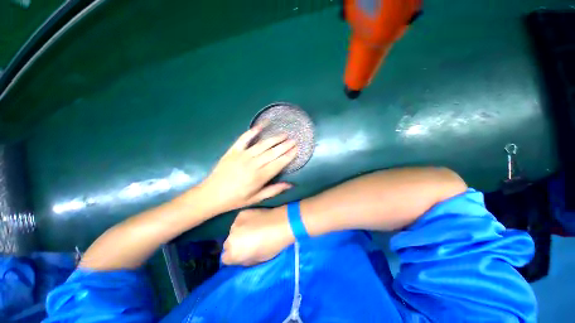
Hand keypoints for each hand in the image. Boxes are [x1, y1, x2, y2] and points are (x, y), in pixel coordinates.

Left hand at [199, 126, 296, 212]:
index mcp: (259, 177)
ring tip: (283, 134)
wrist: (211, 195)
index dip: (289, 155)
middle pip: (273, 152)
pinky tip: (261, 126)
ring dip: (274, 138)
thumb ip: (273, 190)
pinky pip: (244, 139)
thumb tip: (290, 185)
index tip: (296, 149)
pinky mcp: (233, 151)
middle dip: (285, 145)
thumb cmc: (235, 199)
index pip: (279, 163)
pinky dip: (252, 131)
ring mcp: (242, 155)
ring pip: (262, 145)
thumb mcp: (256, 199)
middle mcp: (253, 164)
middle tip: (293, 140)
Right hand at [222, 207, 293, 265]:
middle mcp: (230, 238)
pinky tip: (255, 220)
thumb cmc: (272, 245)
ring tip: (253, 229)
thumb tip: (242, 257)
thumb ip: (245, 260)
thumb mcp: (258, 259)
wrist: (281, 224)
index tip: (244, 254)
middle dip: (236, 244)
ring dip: (240, 231)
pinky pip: (240, 220)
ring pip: (234, 230)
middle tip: (249, 241)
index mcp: (233, 253)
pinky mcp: (242, 213)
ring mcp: (235, 223)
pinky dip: (245, 221)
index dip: (235, 256)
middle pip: (228, 244)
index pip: (226, 258)